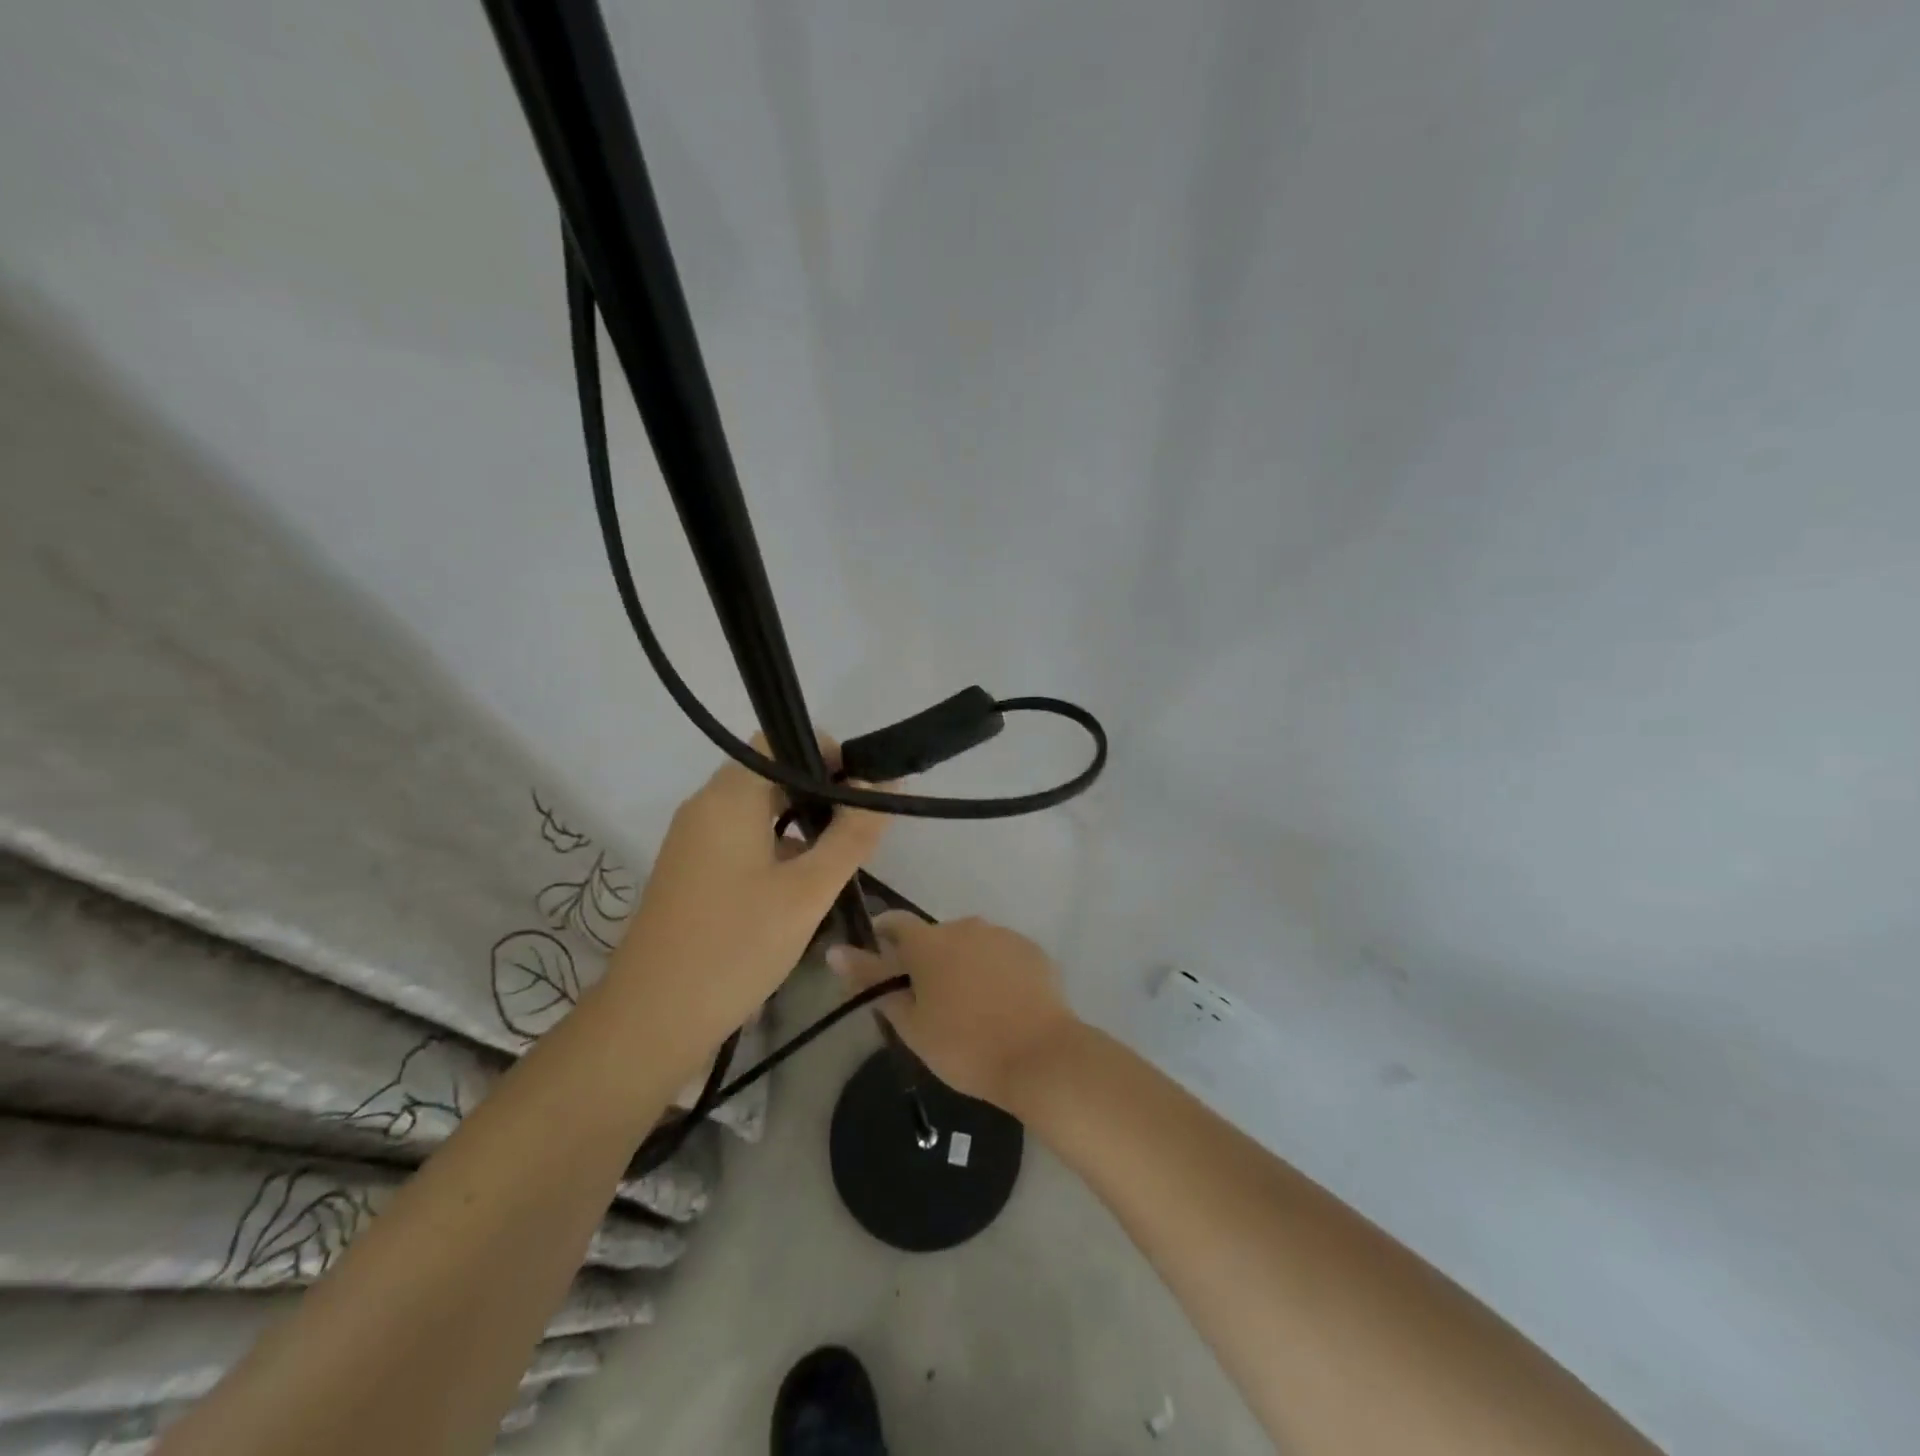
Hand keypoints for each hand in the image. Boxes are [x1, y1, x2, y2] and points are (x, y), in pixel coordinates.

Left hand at [608, 740, 888, 1044]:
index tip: (864, 791)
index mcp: (728, 797)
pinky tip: (802, 885)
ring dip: (800, 822)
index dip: (827, 754)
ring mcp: (693, 841)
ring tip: (839, 859)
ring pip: (757, 810)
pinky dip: (775, 847)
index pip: (780, 741)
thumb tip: (885, 784)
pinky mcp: (691, 872)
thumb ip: (852, 834)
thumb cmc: (736, 946)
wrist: (652, 1020)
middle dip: (820, 792)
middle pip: (770, 774)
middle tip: (859, 829)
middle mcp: (705, 807)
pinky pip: (741, 840)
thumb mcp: (807, 891)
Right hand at [828, 913, 1079, 1109]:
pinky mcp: (1032, 951)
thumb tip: (835, 951)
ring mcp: (1003, 935)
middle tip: (928, 1002)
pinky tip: (1001, 1005)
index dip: (883, 938)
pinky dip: (994, 971)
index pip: (895, 922)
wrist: (1041, 1057)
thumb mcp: (910, 1023)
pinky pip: (1001, 954)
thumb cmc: (965, 1046)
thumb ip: (872, 982)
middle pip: (935, 937)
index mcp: (930, 942)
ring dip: (962, 964)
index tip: (879, 963)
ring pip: (970, 944)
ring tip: (969, 1008)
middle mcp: (966, 926)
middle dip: (926, 960)